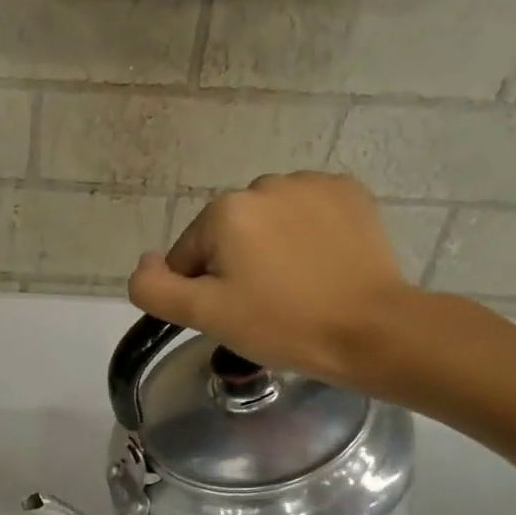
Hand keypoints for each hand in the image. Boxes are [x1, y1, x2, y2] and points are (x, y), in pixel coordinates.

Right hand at [126, 171, 417, 391]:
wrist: (370, 330)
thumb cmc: (281, 324)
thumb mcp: (204, 315)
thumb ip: (155, 288)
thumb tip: (144, 262)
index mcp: (225, 211)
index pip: (188, 255)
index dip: (201, 291)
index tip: (232, 315)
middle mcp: (265, 184)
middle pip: (227, 234)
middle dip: (235, 266)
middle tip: (262, 306)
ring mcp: (312, 184)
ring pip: (267, 222)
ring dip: (269, 248)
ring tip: (294, 287)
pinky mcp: (350, 193)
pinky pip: (306, 213)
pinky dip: (305, 235)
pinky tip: (320, 266)